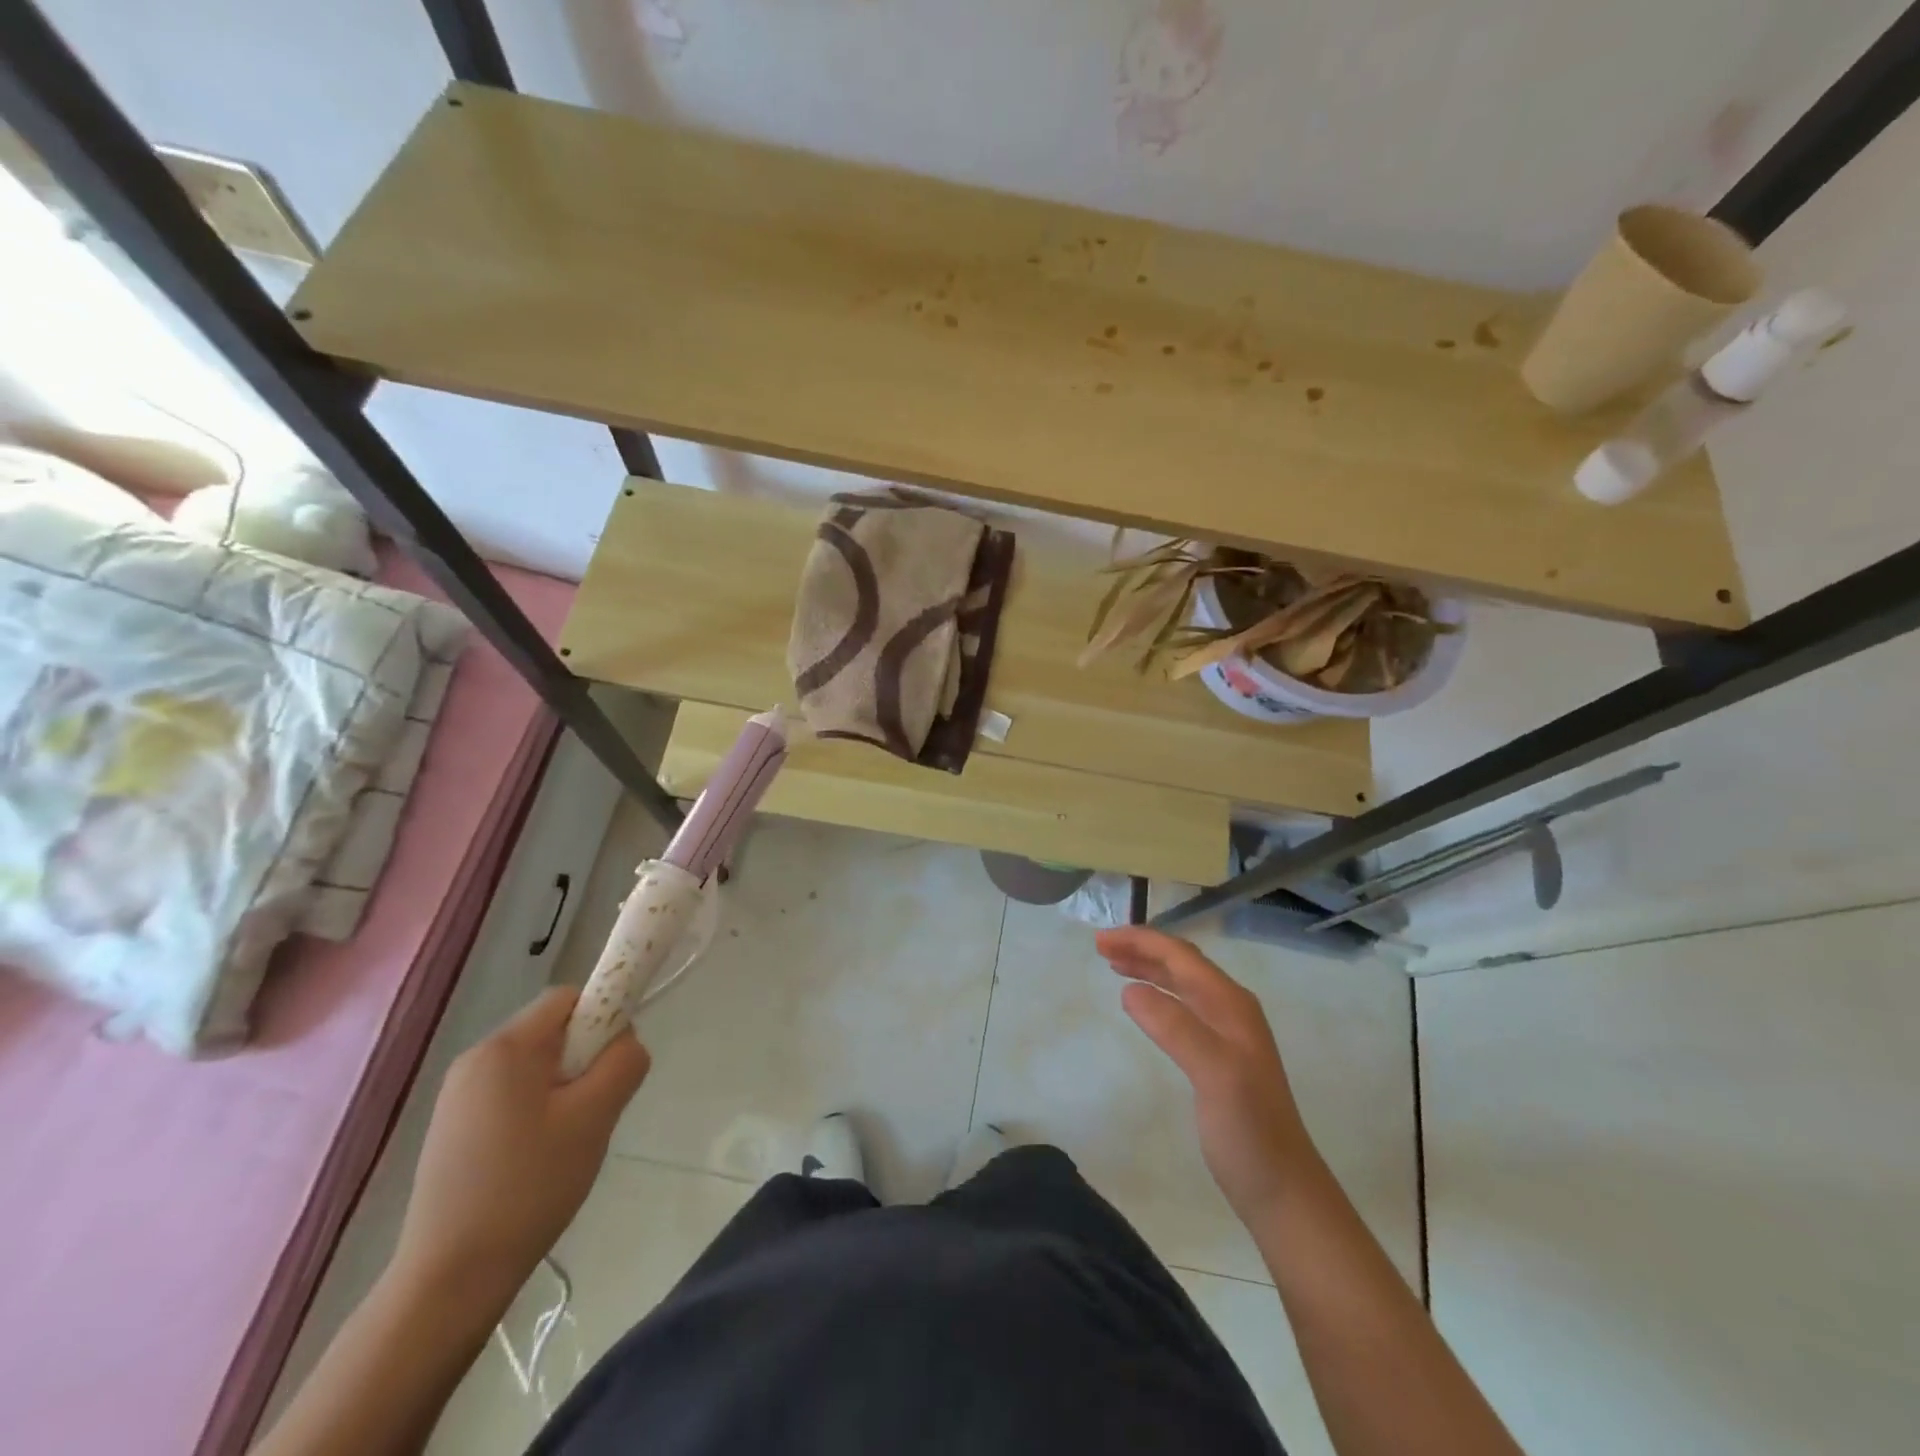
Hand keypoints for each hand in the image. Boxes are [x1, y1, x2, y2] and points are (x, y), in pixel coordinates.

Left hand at [392, 988, 649, 1305]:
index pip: (570, 997)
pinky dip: (538, 1110)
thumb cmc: (529, 1186)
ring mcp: (458, 1096)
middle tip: (596, 1108)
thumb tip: (627, 1040)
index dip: (604, 1014)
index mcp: (506, 1047)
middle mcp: (476, 1059)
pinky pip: (513, 1094)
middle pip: (552, 1030)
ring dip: (565, 1087)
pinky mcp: (452, 1129)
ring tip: (569, 1139)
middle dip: (585, 1057)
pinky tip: (539, 1158)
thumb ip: (623, 1062)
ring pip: (536, 1065)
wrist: (450, 1278)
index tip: (615, 1061)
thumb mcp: (595, 1117)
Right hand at [1097, 926, 1317, 1222]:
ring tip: (1113, 965)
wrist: (1283, 1191)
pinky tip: (1143, 1004)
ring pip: (1182, 983)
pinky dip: (1157, 994)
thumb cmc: (1249, 1131)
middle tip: (1101, 948)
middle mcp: (1231, 1009)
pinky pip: (1182, 1007)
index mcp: (1231, 1004)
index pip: (1180, 956)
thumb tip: (1130, 990)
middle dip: (1142, 948)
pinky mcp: (1219, 1056)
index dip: (1140, 941)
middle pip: (1181, 963)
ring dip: (1148, 968)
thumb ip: (1174, 1027)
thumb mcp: (1213, 1074)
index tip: (1100, 941)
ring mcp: (1227, 1033)